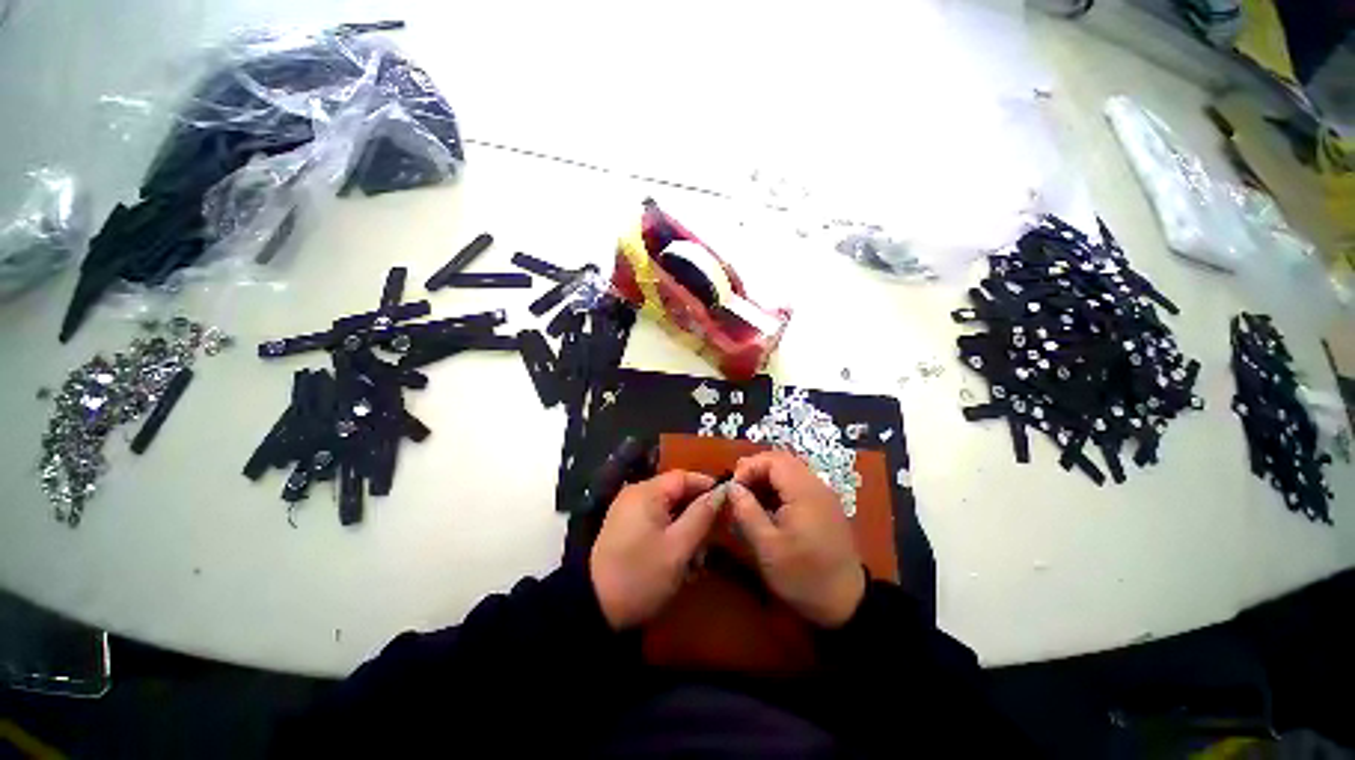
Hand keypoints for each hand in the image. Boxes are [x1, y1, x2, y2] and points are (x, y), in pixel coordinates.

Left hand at [590, 470, 723, 629]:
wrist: (594, 607)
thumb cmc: (642, 574)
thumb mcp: (679, 547)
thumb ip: (702, 515)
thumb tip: (721, 492)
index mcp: (647, 492)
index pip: (684, 477)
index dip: (707, 487)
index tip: (728, 504)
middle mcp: (635, 494)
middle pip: (675, 493)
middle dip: (696, 514)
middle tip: (711, 539)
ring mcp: (627, 510)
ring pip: (667, 509)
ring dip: (684, 528)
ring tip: (695, 559)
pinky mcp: (624, 527)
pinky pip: (654, 521)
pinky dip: (669, 535)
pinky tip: (677, 559)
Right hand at [729, 451, 865, 627]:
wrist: (847, 602)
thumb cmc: (803, 576)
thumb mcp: (767, 547)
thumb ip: (746, 511)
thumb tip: (731, 487)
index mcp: (804, 492)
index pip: (772, 460)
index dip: (748, 467)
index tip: (733, 488)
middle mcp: (816, 485)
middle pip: (782, 460)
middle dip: (756, 469)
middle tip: (738, 490)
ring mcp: (823, 494)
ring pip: (790, 469)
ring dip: (767, 478)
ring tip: (750, 499)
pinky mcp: (825, 505)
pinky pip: (798, 483)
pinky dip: (779, 487)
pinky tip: (769, 507)